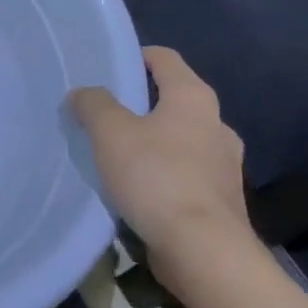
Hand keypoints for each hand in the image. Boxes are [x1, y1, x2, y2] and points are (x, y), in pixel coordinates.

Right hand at [68, 47, 262, 295]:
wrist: (204, 251)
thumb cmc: (157, 177)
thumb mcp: (110, 133)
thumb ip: (93, 105)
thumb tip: (83, 93)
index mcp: (194, 98)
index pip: (165, 59)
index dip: (137, 56)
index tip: (109, 66)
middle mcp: (217, 124)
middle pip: (175, 100)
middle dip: (142, 104)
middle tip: (105, 113)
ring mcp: (225, 165)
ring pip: (182, 140)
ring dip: (154, 142)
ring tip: (118, 154)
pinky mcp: (221, 200)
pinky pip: (186, 174)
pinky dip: (164, 173)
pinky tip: (139, 189)